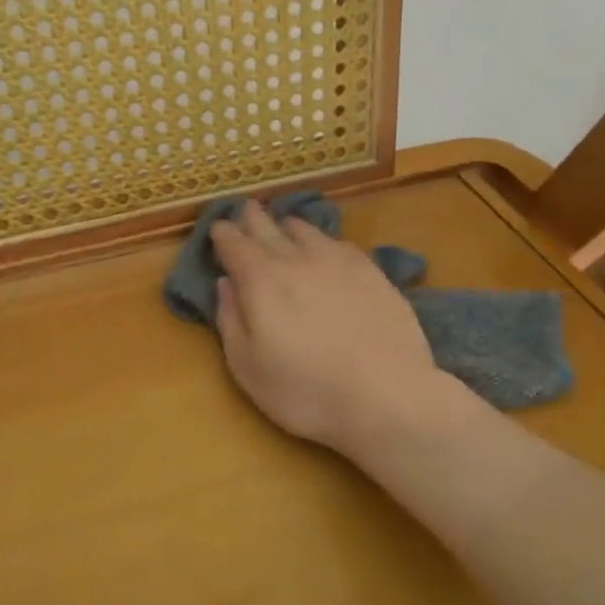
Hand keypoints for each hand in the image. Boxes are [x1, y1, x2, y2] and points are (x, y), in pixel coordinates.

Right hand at [210, 200, 452, 463]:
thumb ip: (230, 320)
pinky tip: (327, 247)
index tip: (218, 228)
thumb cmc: (304, 390)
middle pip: (269, 229)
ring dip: (289, 225)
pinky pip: (340, 243)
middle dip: (253, 218)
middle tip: (247, 208)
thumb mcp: (247, 366)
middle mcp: (296, 260)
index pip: (234, 245)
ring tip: (284, 224)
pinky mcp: (372, 273)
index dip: (223, 234)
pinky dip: (324, 240)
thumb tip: (224, 283)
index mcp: (260, 280)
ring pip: (307, 231)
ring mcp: (338, 262)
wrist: (386, 395)